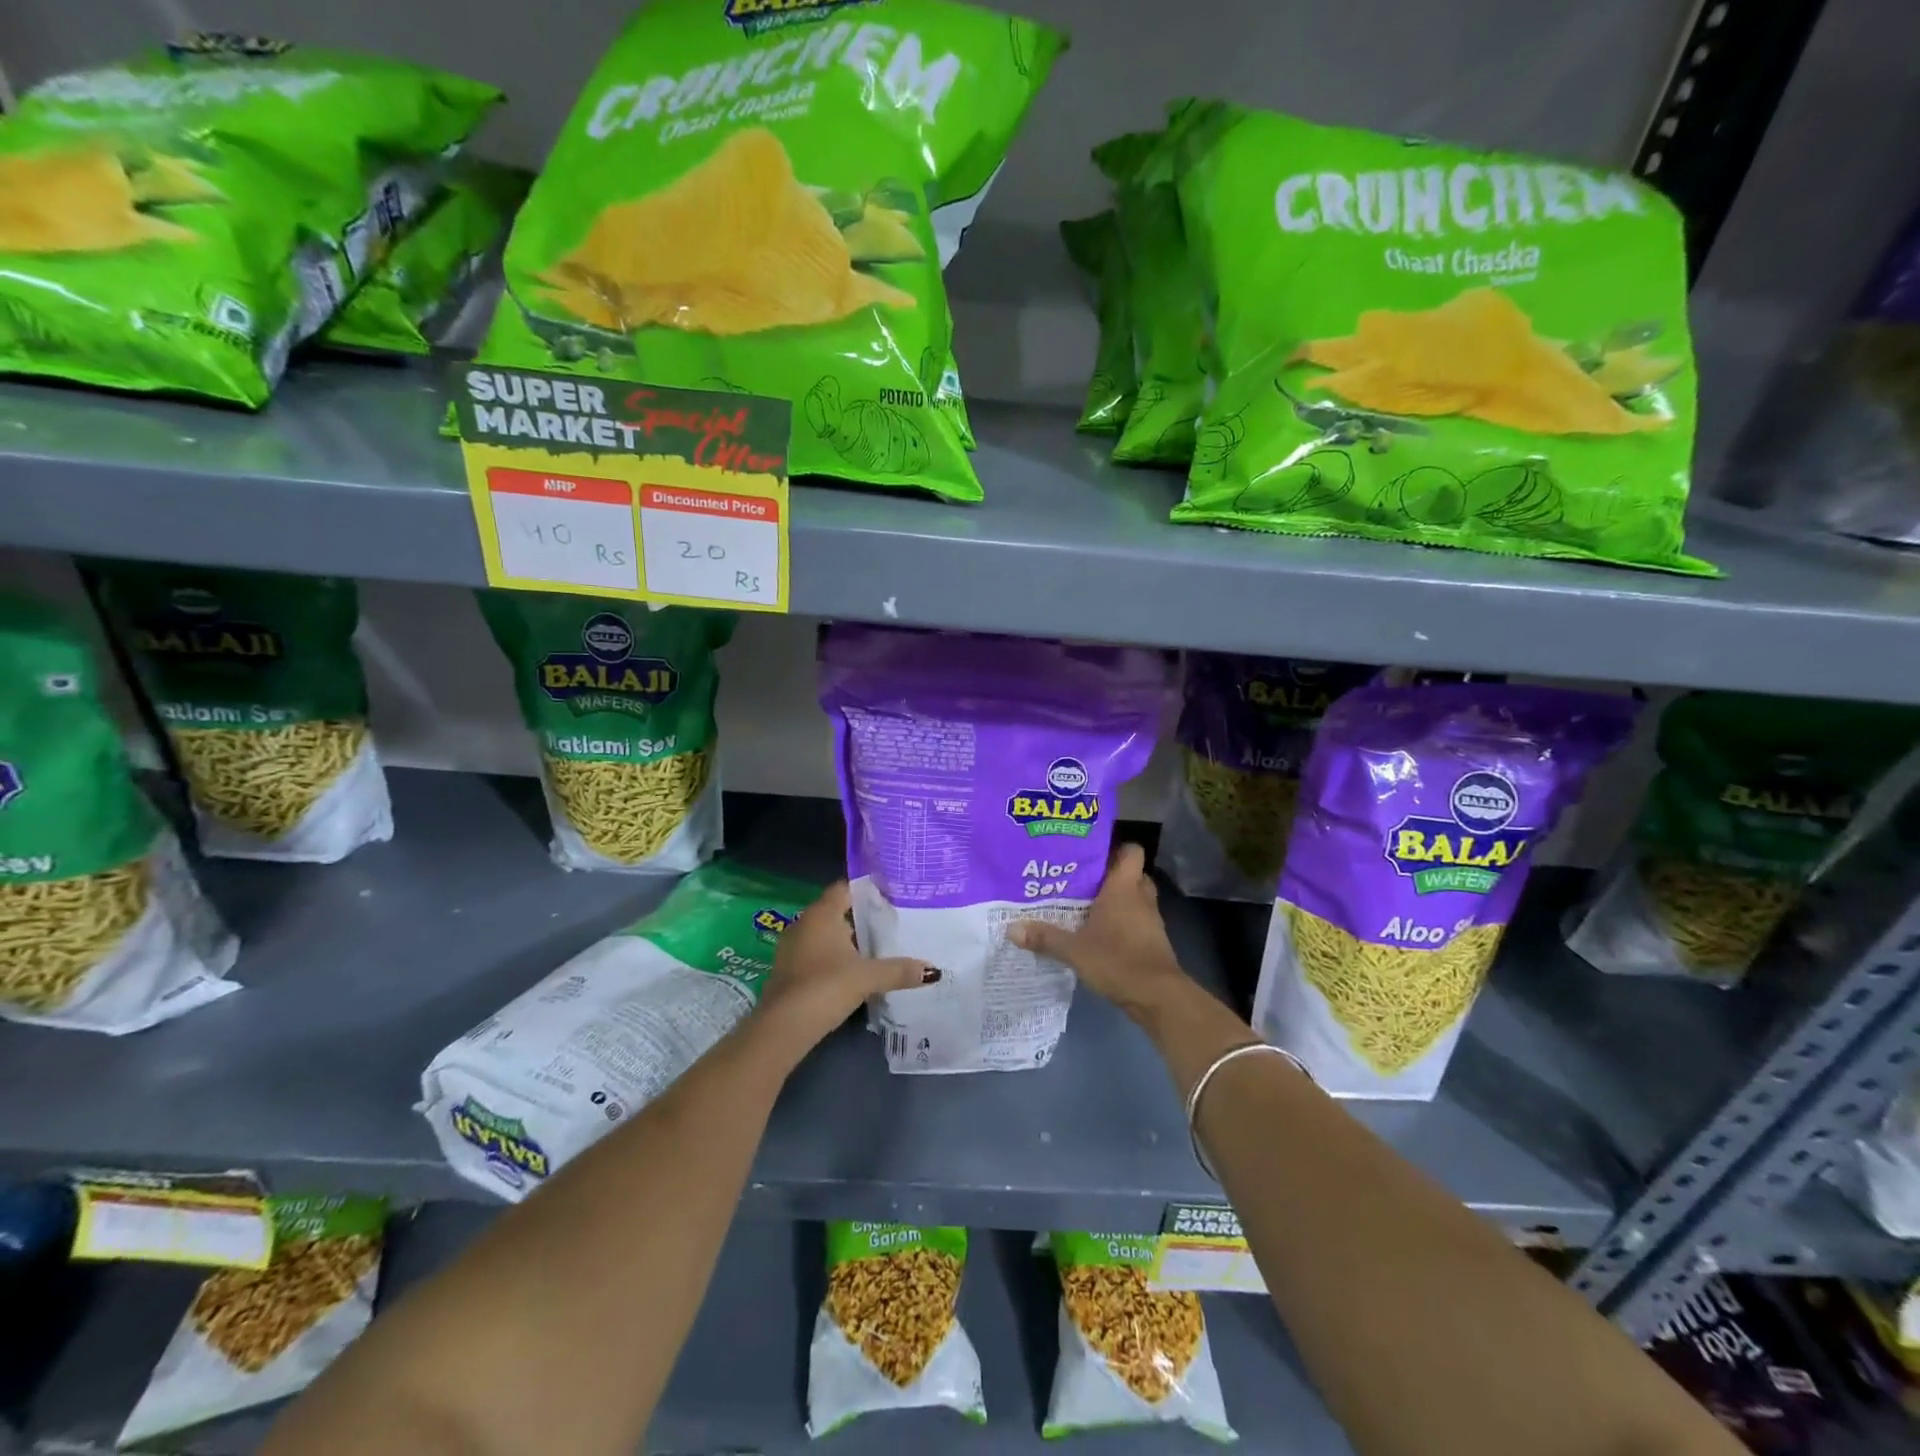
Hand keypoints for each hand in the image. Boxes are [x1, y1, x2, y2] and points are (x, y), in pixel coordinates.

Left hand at [753, 881, 935, 1056]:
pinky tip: (855, 971)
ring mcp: (793, 947)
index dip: (867, 890)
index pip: (845, 888)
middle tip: (892, 923)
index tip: (892, 896)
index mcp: (821, 914)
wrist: (782, 1027)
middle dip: (862, 918)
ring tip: (879, 947)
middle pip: (837, 911)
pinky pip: (817, 953)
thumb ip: (899, 970)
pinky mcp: (789, 970)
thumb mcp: (867, 977)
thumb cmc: (825, 987)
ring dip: (848, 940)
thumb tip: (932, 970)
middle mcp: (804, 923)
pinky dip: (835, 957)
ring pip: (826, 934)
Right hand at [1008, 844, 1190, 1019]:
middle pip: (1131, 874)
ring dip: (1117, 900)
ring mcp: (1151, 919)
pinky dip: (1123, 922)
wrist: (1158, 996)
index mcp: (1124, 888)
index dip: (1114, 848)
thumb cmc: (1117, 960)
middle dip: (1110, 875)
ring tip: (1086, 905)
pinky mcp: (1153, 940)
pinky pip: (1137, 920)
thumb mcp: (1074, 950)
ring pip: (1135, 898)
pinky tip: (1100, 933)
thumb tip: (1011, 928)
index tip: (1090, 853)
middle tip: (1082, 880)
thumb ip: (1044, 937)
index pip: (1130, 851)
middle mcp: (1141, 897)